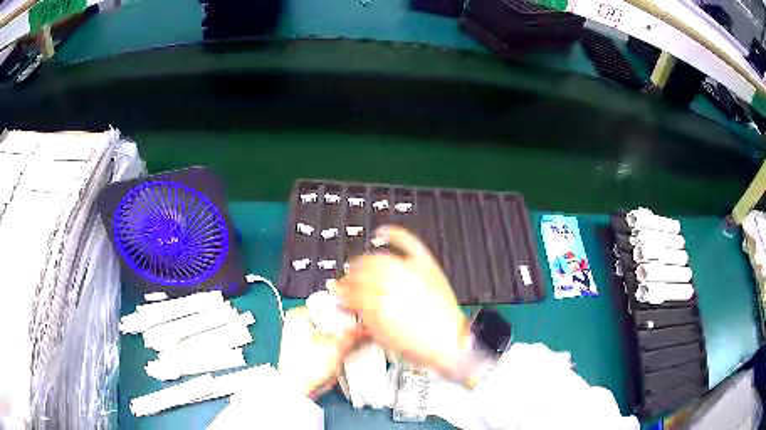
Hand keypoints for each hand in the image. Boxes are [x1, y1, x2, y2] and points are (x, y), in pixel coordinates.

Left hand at [277, 307, 360, 397]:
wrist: (297, 390)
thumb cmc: (309, 365)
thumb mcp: (336, 346)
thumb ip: (354, 334)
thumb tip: (368, 327)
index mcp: (298, 314)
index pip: (328, 305)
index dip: (347, 311)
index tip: (362, 317)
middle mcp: (297, 322)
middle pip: (329, 319)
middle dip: (346, 326)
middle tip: (364, 329)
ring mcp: (301, 337)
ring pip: (329, 332)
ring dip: (343, 337)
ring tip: (359, 338)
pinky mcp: (306, 351)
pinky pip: (326, 342)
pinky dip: (336, 345)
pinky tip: (349, 348)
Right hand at [330, 226, 469, 377]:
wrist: (451, 342)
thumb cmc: (420, 346)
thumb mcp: (382, 339)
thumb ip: (361, 316)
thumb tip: (349, 305)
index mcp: (380, 306)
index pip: (351, 291)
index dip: (340, 291)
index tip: (337, 292)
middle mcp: (394, 285)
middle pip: (362, 271)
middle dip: (350, 276)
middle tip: (347, 281)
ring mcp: (411, 272)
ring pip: (379, 257)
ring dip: (364, 261)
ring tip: (360, 265)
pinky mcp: (426, 266)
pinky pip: (408, 243)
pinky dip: (394, 235)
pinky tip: (383, 234)